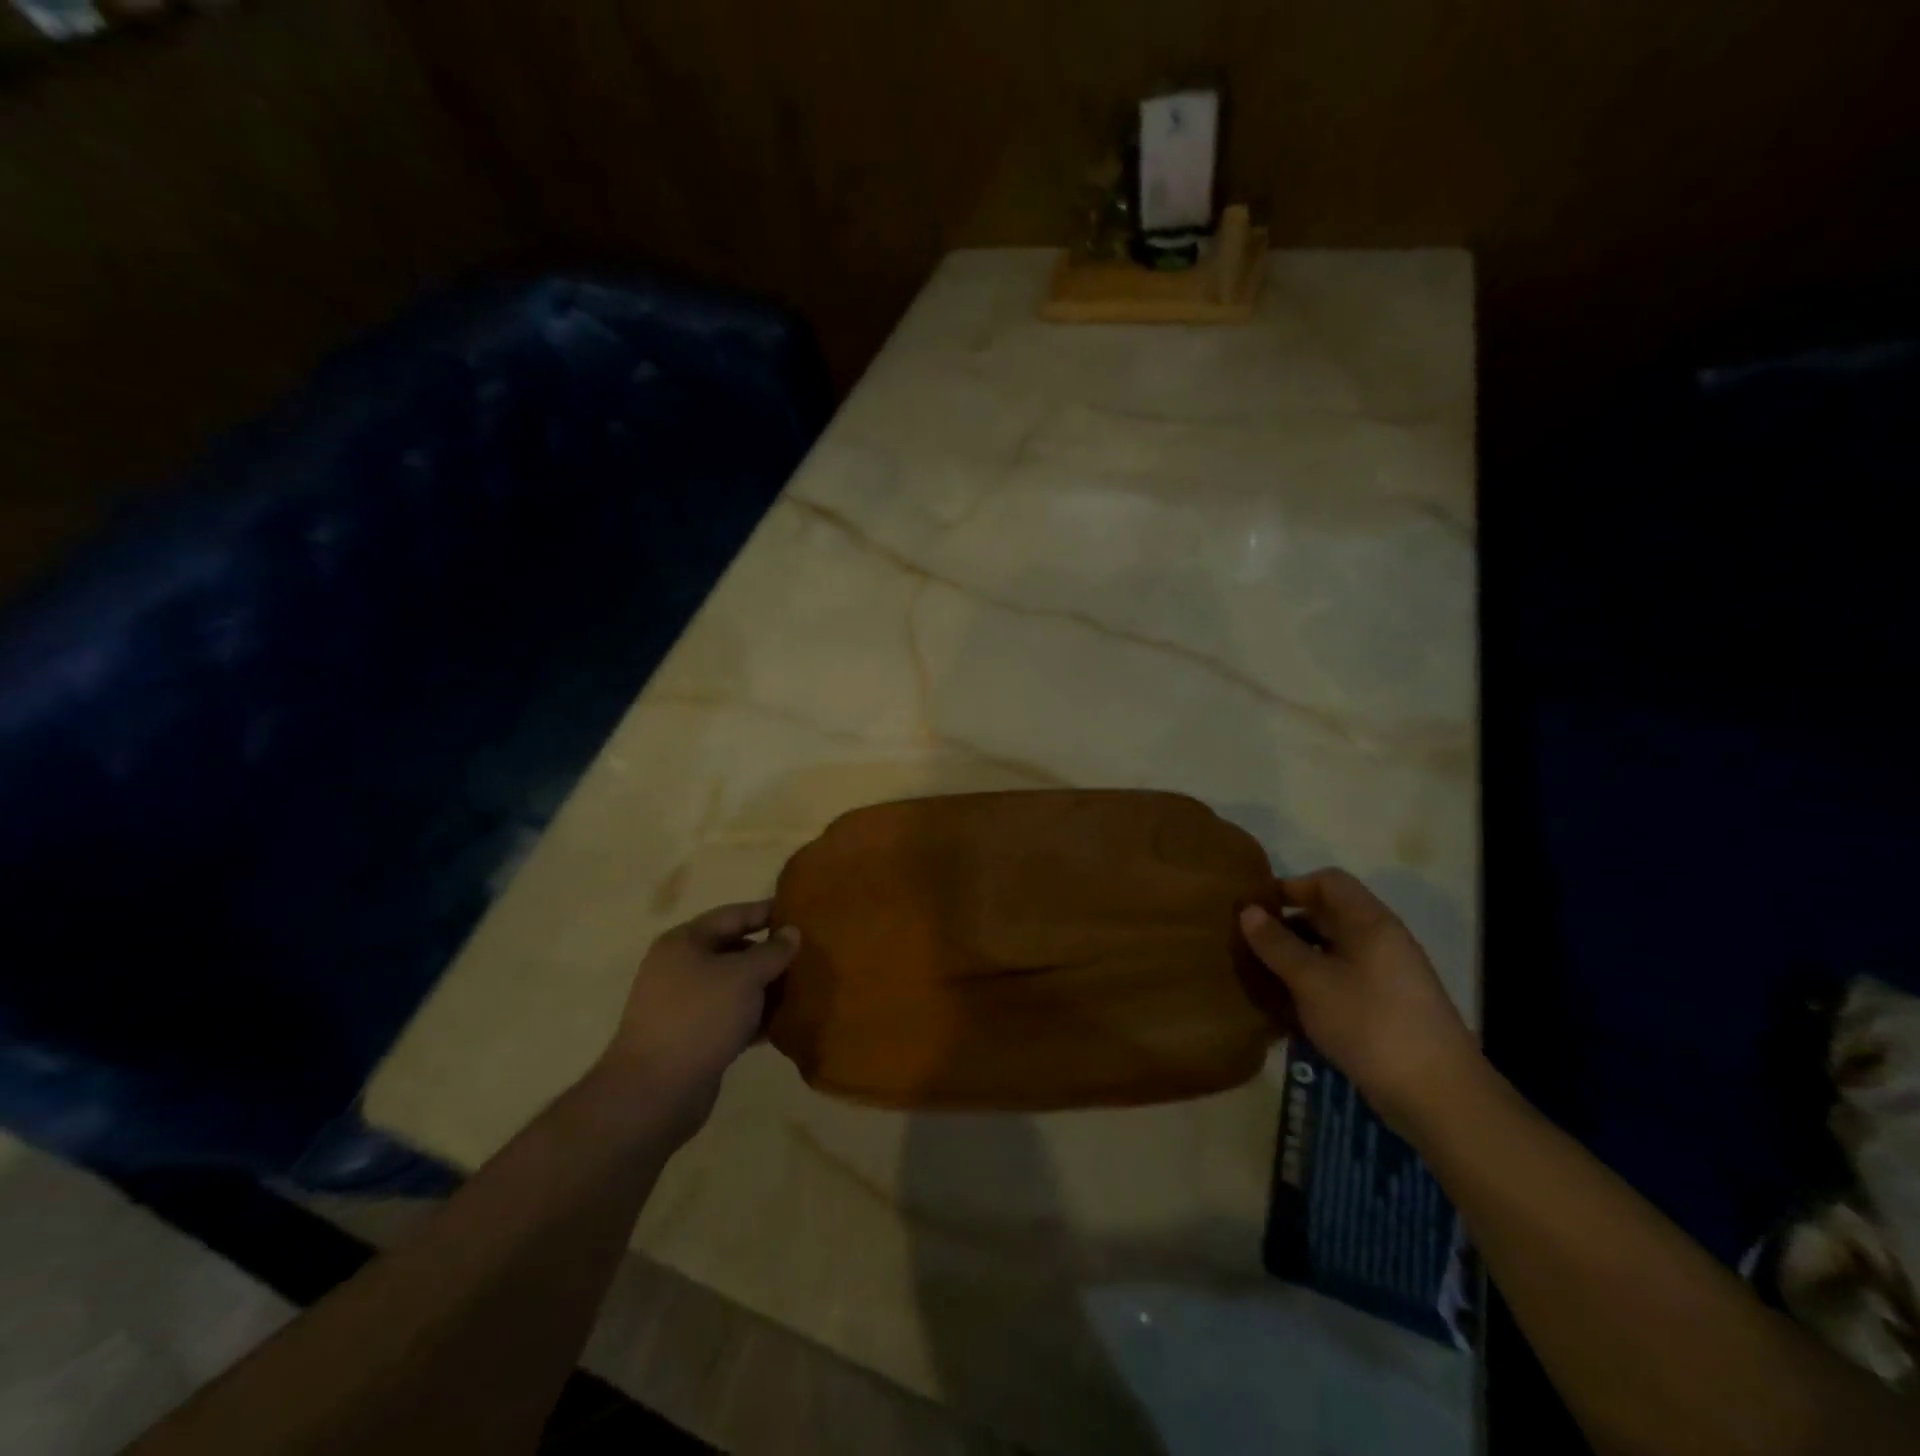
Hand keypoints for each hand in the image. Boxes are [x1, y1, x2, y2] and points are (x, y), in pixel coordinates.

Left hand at [596, 900, 799, 1141]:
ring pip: (734, 986)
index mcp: (685, 942)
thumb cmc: (700, 1017)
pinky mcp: (692, 1038)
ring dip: (766, 988)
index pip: (733, 915)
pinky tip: (783, 1023)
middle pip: (733, 950)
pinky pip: (731, 1017)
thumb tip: (792, 931)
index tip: (801, 913)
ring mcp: (684, 1005)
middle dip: (770, 954)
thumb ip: (772, 951)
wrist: (655, 1091)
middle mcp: (680, 967)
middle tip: (809, 955)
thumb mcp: (744, 976)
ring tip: (803, 988)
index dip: (766, 912)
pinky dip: (754, 1017)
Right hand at [1240, 869, 1480, 1138]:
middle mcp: (1381, 941)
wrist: (1438, 1096)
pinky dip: (1313, 984)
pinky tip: (1287, 1007)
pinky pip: (1341, 979)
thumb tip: (1247, 911)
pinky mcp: (1385, 1007)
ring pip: (1332, 951)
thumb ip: (1277, 945)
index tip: (1256, 907)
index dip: (1291, 886)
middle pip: (1329, 915)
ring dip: (1297, 957)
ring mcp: (1386, 976)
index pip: (1328, 882)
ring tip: (1260, 974)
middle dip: (1287, 924)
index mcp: (1370, 923)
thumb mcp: (1312, 981)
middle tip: (1248, 942)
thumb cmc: (1371, 1023)